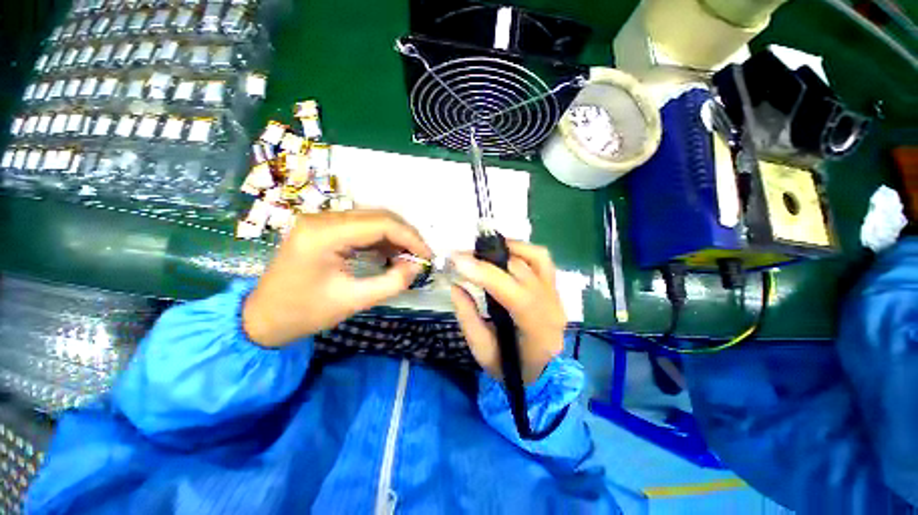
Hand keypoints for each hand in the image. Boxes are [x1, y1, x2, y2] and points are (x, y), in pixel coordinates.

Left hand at [243, 209, 430, 346]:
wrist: (263, 318)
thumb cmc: (304, 313)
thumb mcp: (353, 301)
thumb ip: (392, 282)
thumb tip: (417, 265)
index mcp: (323, 234)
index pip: (380, 223)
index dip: (410, 237)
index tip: (427, 255)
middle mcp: (321, 218)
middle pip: (378, 215)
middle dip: (405, 234)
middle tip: (421, 256)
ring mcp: (321, 220)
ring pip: (372, 218)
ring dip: (395, 235)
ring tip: (409, 256)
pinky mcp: (323, 227)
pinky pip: (361, 226)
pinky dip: (381, 238)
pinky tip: (390, 253)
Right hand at [449, 241, 566, 384]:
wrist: (542, 372)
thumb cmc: (510, 367)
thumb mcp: (482, 351)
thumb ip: (467, 316)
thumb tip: (455, 285)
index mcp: (536, 329)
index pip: (512, 292)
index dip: (483, 273)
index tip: (456, 260)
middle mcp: (551, 306)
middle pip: (520, 270)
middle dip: (486, 259)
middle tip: (460, 256)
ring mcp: (556, 293)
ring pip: (535, 257)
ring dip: (506, 248)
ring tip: (482, 250)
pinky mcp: (554, 286)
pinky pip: (541, 259)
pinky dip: (522, 249)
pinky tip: (504, 251)